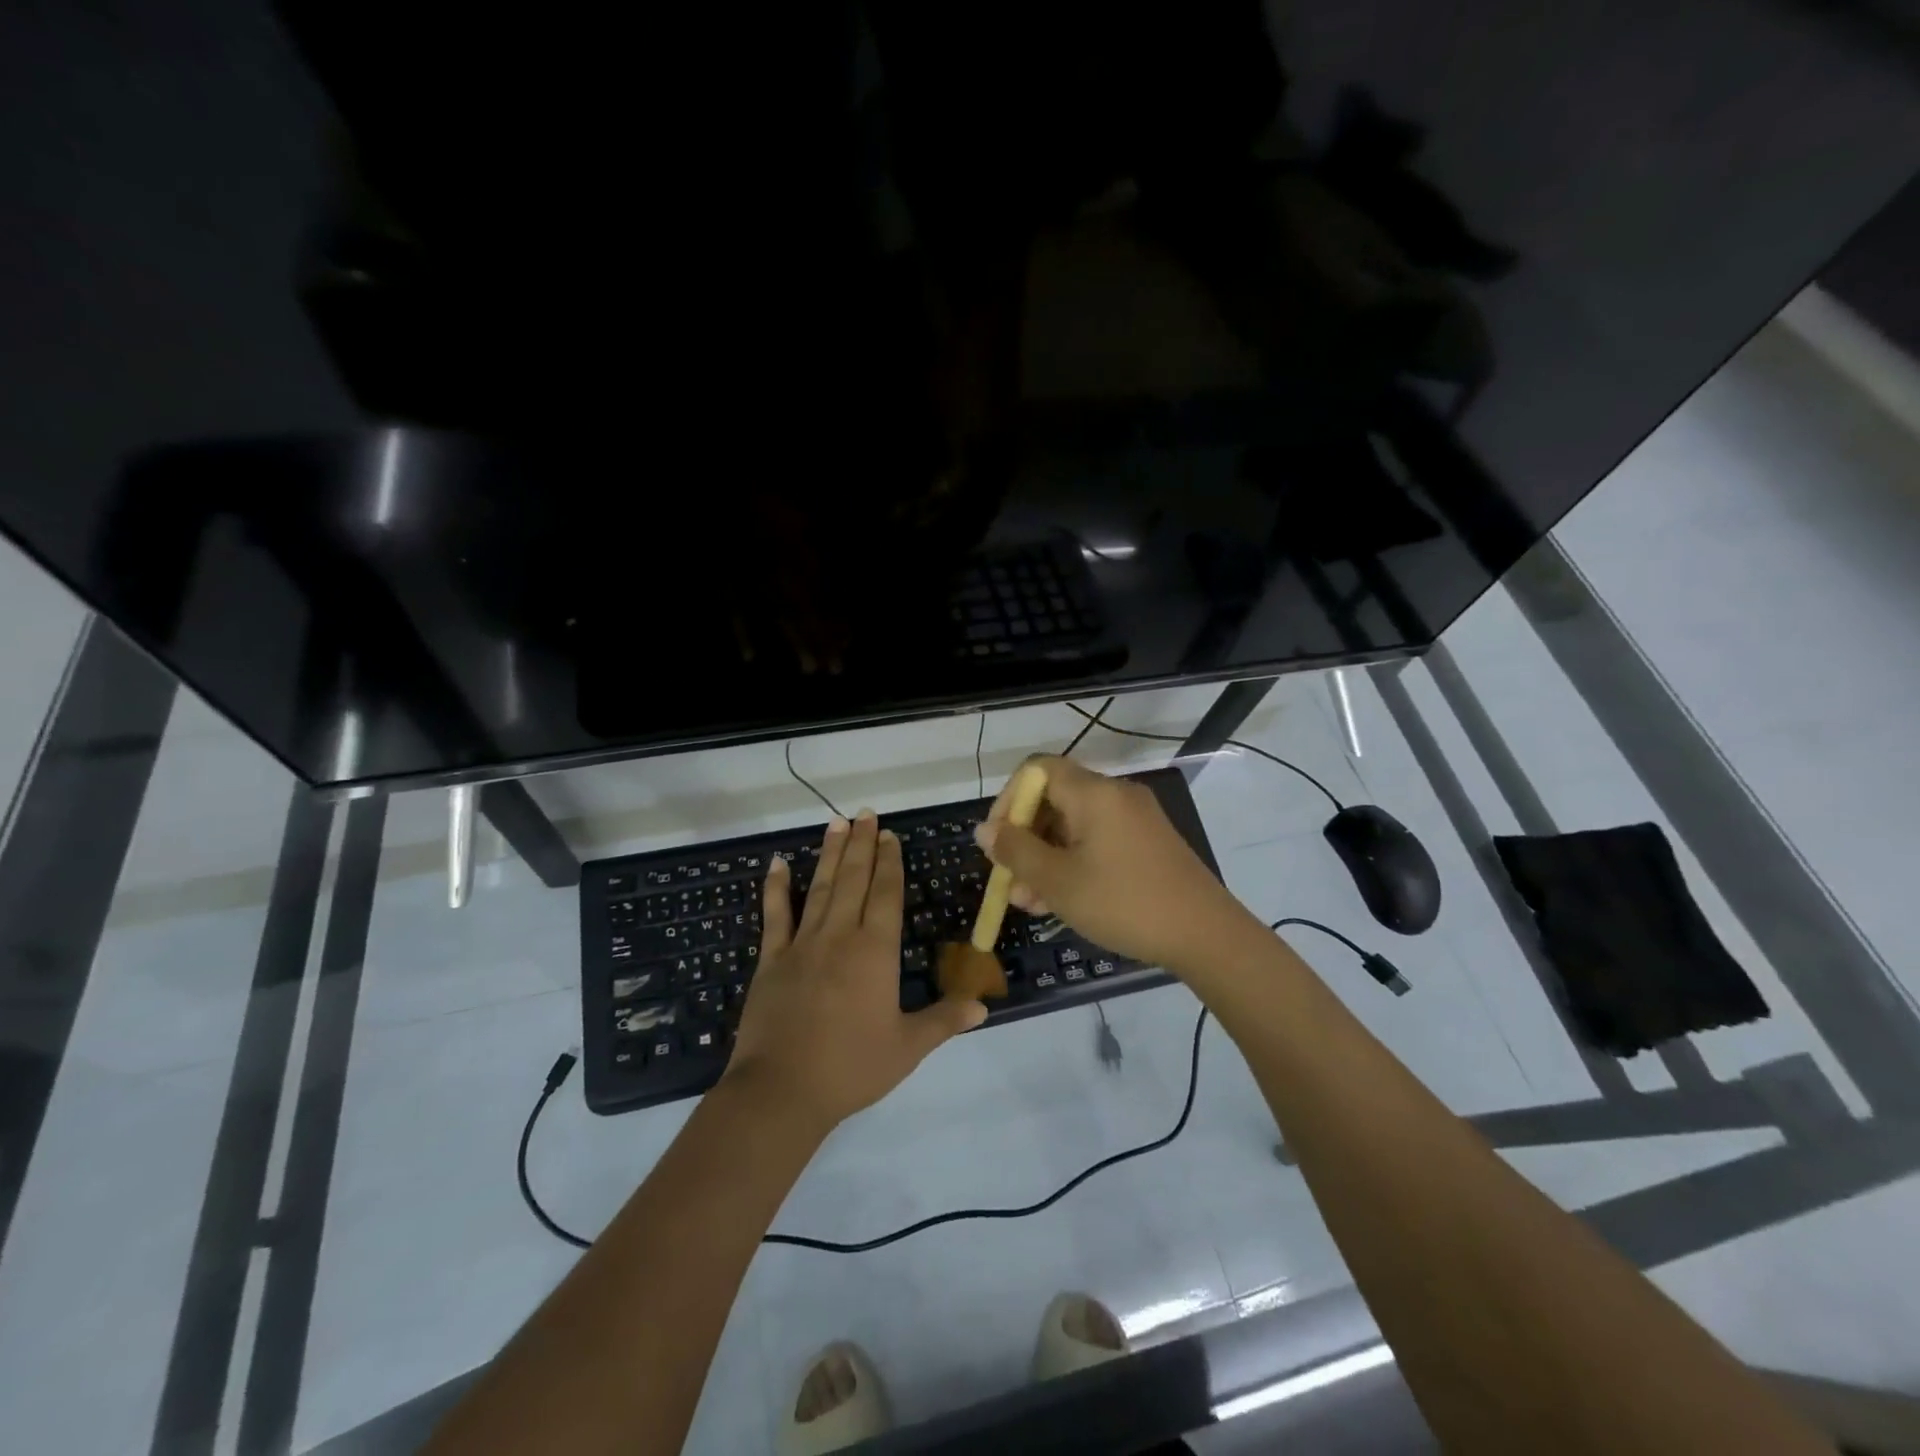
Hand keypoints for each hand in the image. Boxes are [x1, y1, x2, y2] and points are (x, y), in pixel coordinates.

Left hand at [725, 812, 986, 1129]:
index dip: (889, 862)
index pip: (886, 894)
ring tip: (836, 823)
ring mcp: (802, 944)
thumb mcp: (907, 1047)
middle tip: (866, 814)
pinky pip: (775, 915)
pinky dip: (776, 888)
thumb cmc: (851, 1067)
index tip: (890, 835)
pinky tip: (777, 863)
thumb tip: (984, 1006)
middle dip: (862, 845)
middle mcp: (840, 936)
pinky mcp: (772, 960)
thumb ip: (945, 1020)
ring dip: (830, 854)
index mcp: (875, 951)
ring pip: (820, 888)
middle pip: (854, 880)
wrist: (782, 1091)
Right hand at [976, 756, 1259, 974]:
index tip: (997, 840)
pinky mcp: (1147, 843)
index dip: (1008, 800)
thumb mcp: (1058, 881)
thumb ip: (1016, 851)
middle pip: (1054, 801)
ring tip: (1029, 903)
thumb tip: (984, 830)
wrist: (1206, 935)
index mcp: (1093, 793)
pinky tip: (1060, 902)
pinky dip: (1073, 863)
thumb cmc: (1123, 903)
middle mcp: (1115, 795)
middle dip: (1025, 840)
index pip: (1036, 770)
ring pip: (1074, 827)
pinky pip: (1097, 841)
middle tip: (1010, 882)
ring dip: (1045, 859)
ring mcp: (1135, 819)